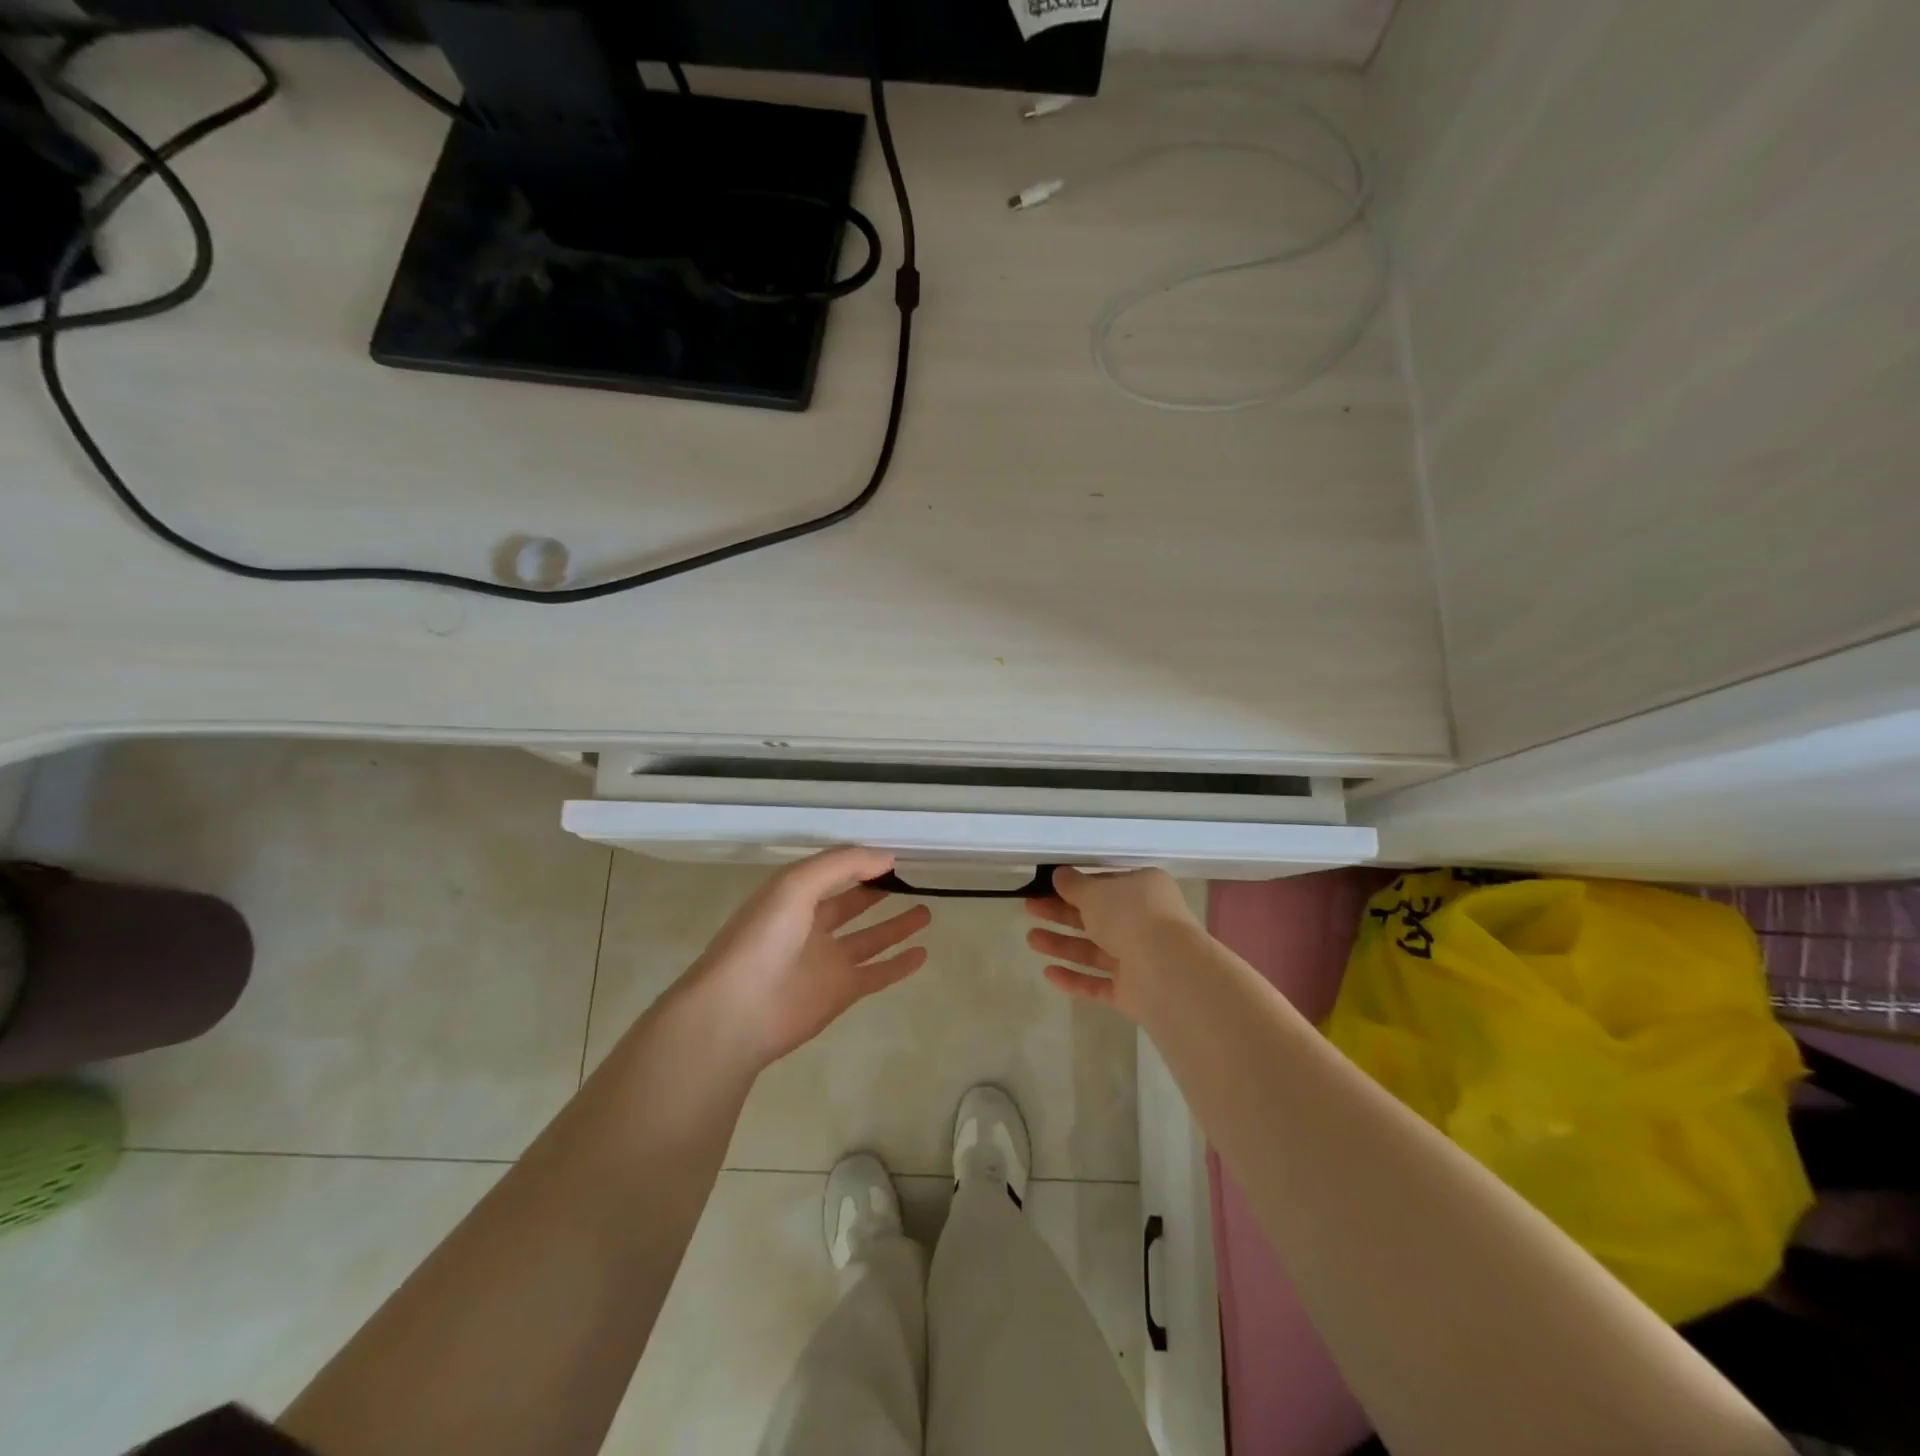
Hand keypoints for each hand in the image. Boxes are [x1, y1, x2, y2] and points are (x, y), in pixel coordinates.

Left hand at [683, 847, 930, 1066]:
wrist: (737, 1012)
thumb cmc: (763, 939)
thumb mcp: (797, 884)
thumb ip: (843, 864)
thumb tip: (888, 857)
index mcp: (793, 896)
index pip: (833, 871)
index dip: (861, 861)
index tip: (896, 855)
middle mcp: (810, 925)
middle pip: (851, 902)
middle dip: (877, 889)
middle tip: (913, 879)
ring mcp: (826, 961)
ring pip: (869, 938)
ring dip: (896, 925)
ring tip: (927, 910)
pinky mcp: (840, 992)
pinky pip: (877, 973)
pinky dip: (899, 965)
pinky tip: (923, 953)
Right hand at [1025, 867, 1202, 1018]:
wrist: (1167, 970)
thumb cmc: (1130, 916)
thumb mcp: (1096, 892)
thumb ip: (1074, 885)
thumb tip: (1060, 875)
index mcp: (1144, 890)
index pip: (1107, 885)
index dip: (1077, 886)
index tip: (1047, 887)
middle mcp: (1145, 922)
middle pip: (1097, 917)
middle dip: (1062, 914)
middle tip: (1030, 909)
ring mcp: (1140, 958)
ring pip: (1095, 950)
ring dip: (1063, 944)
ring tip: (1031, 940)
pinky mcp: (1133, 991)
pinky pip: (1099, 983)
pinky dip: (1075, 978)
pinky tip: (1048, 973)